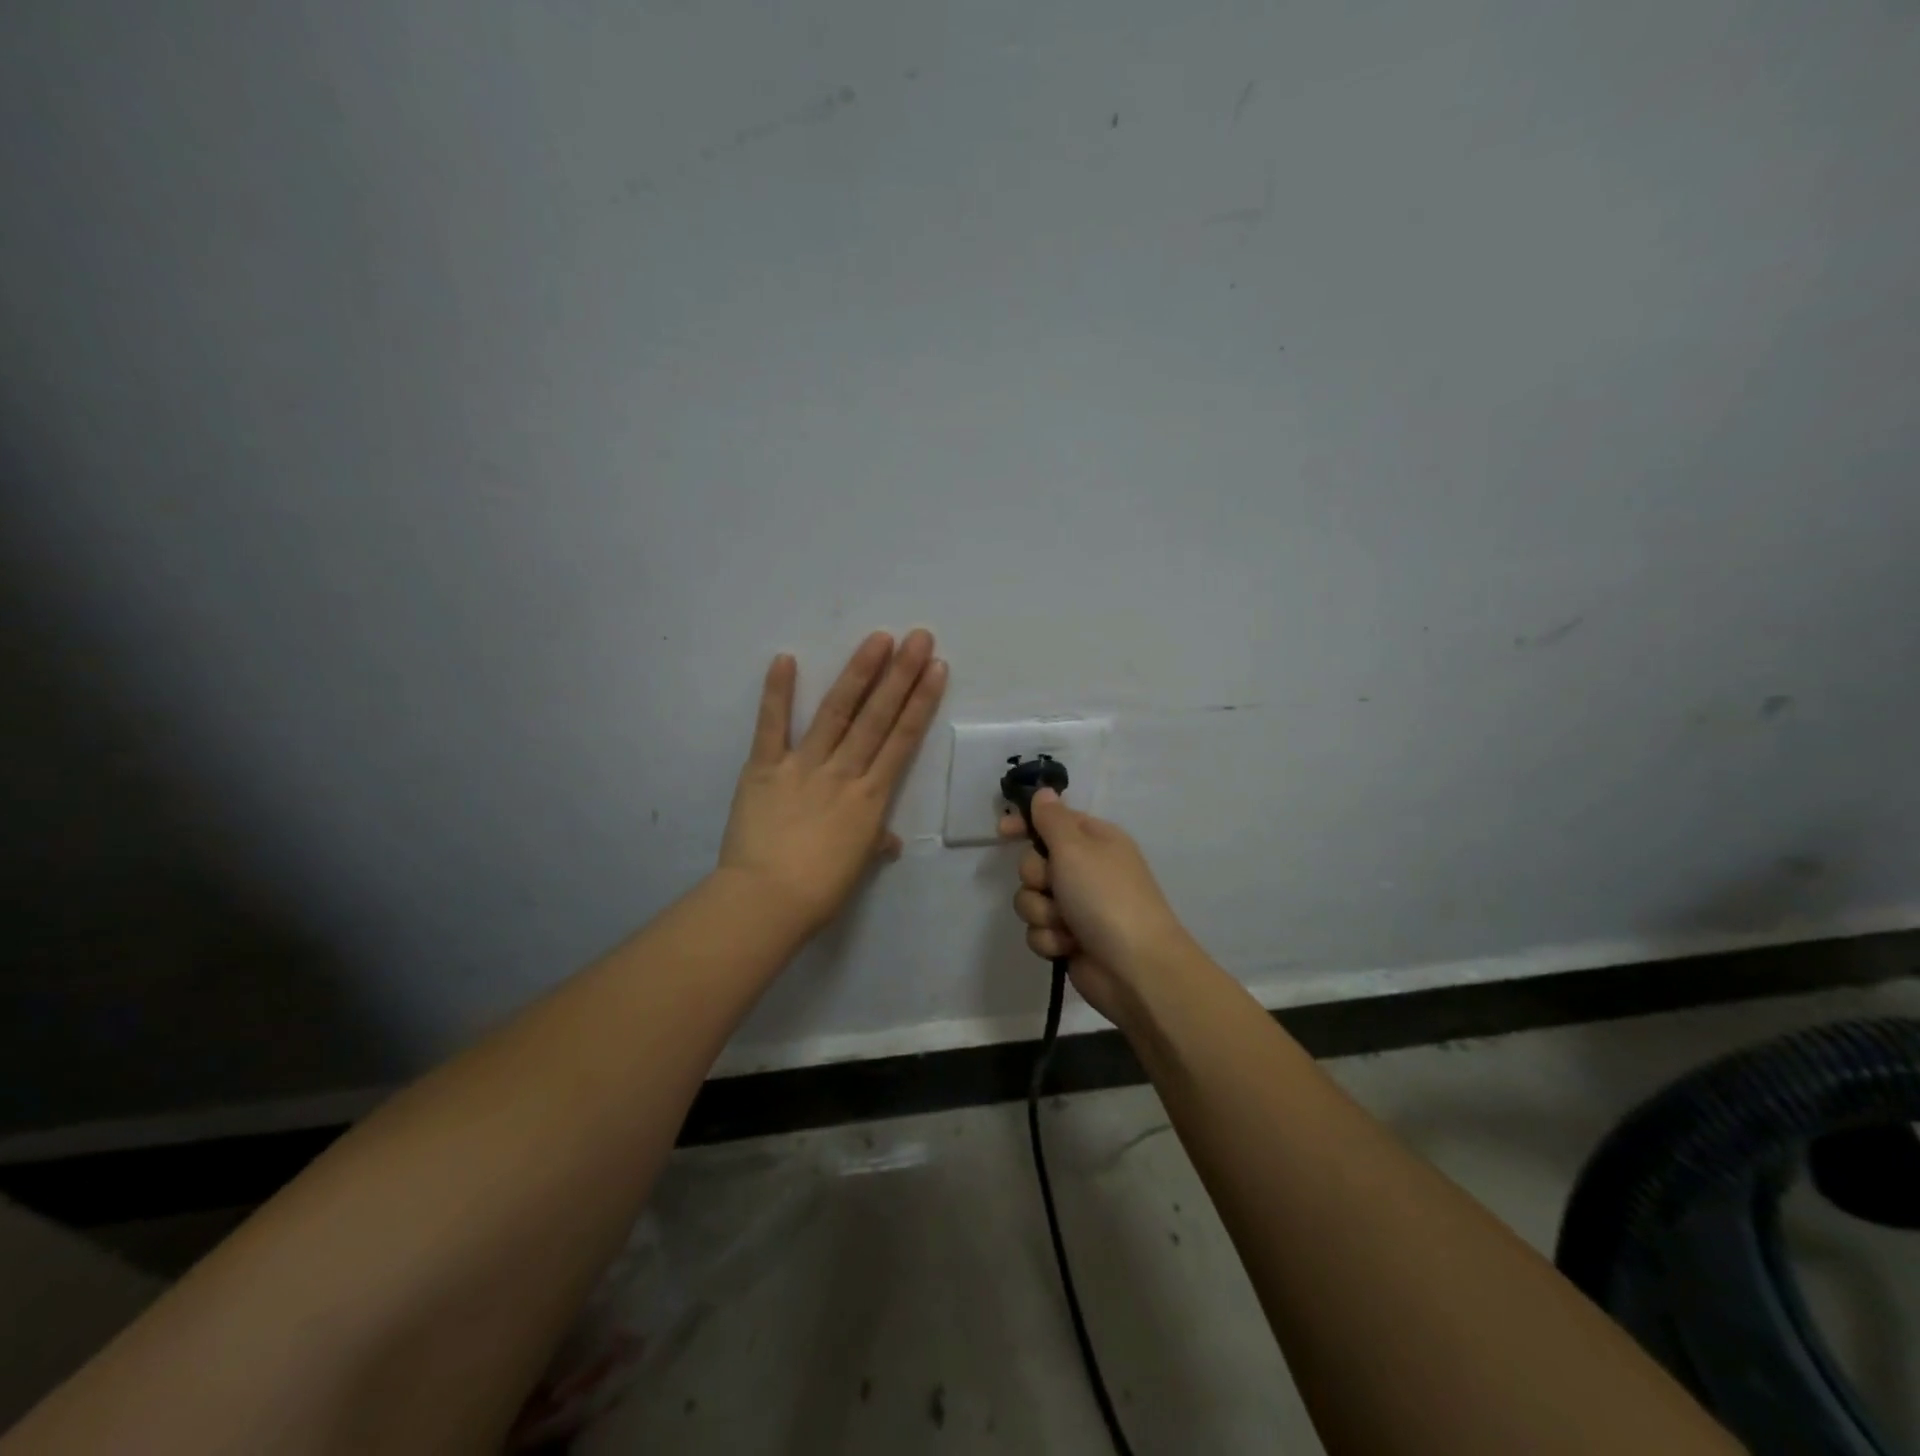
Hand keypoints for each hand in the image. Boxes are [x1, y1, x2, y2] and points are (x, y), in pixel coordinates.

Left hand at [719, 630, 946, 934]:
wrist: (766, 901)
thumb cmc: (819, 890)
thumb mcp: (857, 866)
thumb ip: (874, 843)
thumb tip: (887, 841)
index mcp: (871, 797)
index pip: (902, 740)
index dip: (921, 702)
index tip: (936, 668)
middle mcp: (844, 772)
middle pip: (877, 717)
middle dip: (900, 675)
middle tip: (918, 637)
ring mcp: (803, 766)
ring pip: (836, 712)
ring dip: (858, 673)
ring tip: (878, 639)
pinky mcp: (764, 768)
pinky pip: (772, 726)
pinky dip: (777, 693)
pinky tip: (785, 659)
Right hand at [997, 790, 1192, 1023]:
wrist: (1134, 967)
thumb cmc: (1106, 896)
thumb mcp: (1075, 848)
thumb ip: (1052, 819)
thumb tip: (1044, 792)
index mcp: (1094, 840)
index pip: (1051, 821)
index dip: (1025, 825)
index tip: (1002, 832)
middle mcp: (1084, 870)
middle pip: (1033, 863)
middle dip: (1036, 878)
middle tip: (1053, 885)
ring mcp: (1076, 906)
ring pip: (1031, 899)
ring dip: (1042, 912)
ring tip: (1066, 924)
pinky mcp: (1068, 938)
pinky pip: (1038, 930)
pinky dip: (1050, 938)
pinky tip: (1069, 945)